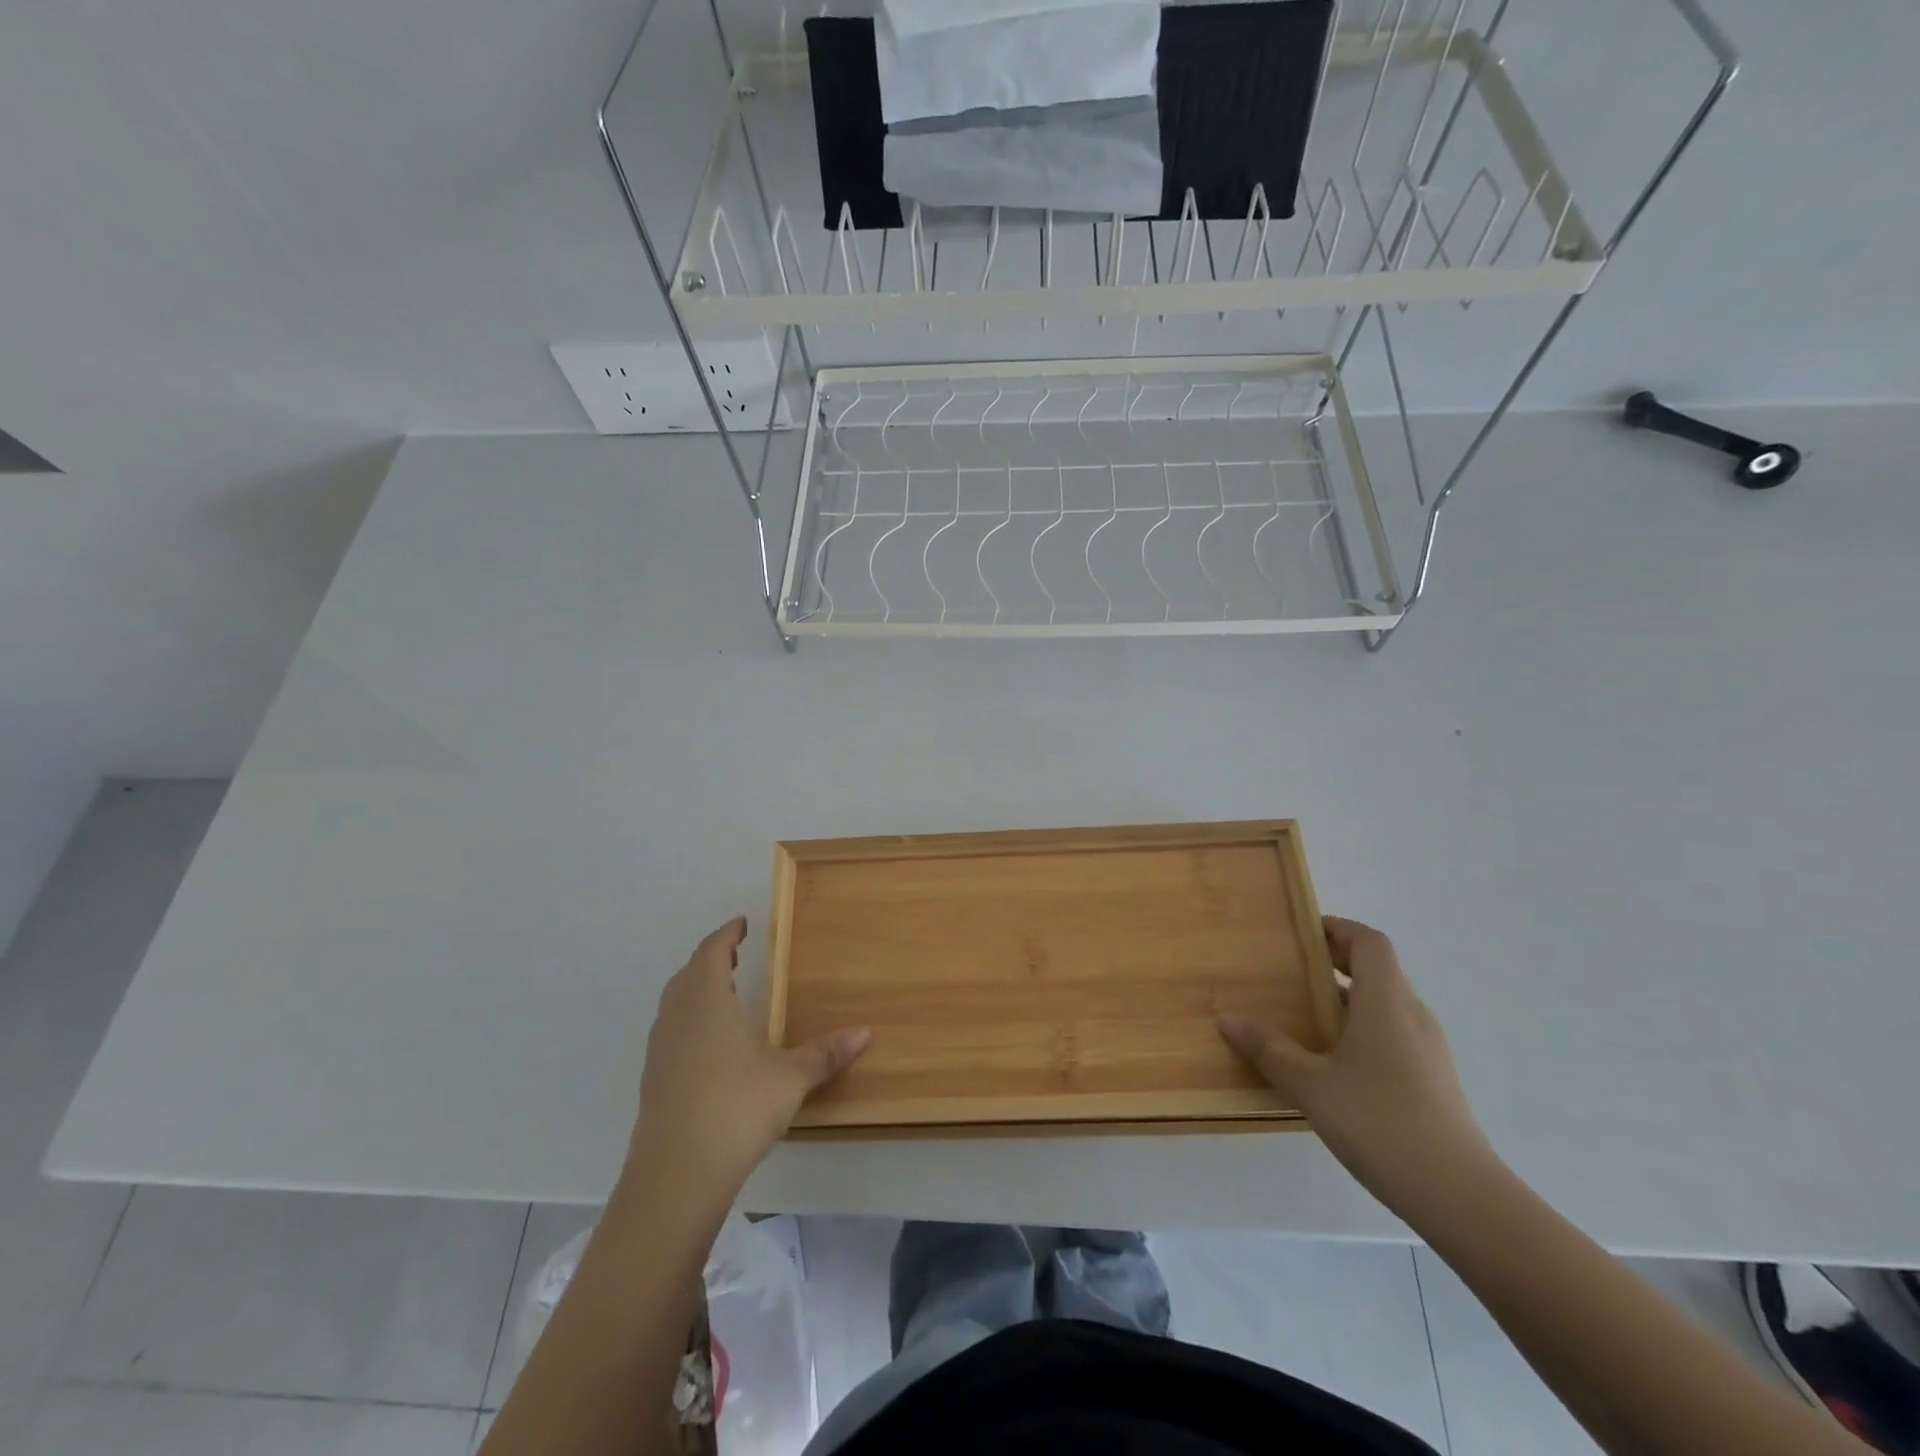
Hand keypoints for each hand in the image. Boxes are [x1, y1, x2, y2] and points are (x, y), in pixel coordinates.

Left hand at [627, 917, 867, 1209]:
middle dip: (710, 960)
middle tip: (733, 955)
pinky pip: (671, 1031)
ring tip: (723, 993)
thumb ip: (825, 1053)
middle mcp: (678, 1016)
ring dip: (696, 990)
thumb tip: (865, 1033)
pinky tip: (710, 1044)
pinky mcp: (653, 1079)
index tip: (741, 925)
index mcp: (707, 1000)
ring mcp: (660, 1049)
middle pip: (689, 973)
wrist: (676, 1173)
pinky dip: (689, 1020)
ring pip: (675, 1003)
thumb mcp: (790, 1078)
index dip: (726, 935)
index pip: (711, 951)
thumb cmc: (737, 1108)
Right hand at [1218, 916, 1498, 1219]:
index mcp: (1386, 1003)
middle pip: (1377, 969)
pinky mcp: (1431, 1080)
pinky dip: (1360, 1028)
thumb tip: (1228, 1019)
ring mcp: (1427, 1050)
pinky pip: (1391, 1033)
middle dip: (1334, 961)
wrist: (1462, 1198)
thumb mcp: (1311, 1086)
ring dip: (1345, 998)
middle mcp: (1411, 1016)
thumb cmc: (1382, 1124)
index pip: (1369, 942)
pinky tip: (1331, 1062)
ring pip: (1384, 1003)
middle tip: (1288, 971)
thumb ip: (1269, 1050)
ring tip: (1301, 1014)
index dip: (1337, 928)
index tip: (1300, 933)